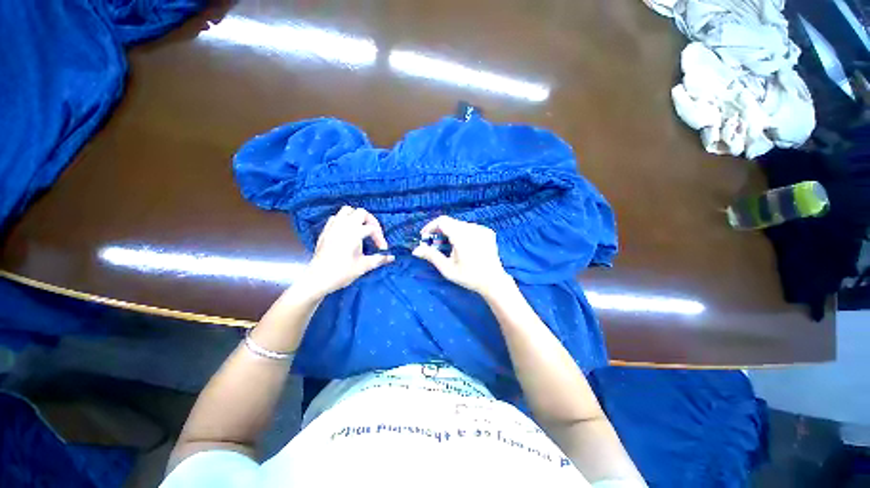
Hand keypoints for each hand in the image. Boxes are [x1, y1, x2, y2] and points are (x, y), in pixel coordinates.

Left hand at [301, 206, 393, 296]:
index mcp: (354, 232)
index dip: (380, 238)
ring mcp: (332, 227)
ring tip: (362, 229)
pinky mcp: (325, 231)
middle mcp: (343, 225)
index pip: (372, 228)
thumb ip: (379, 259)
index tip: (383, 249)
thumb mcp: (364, 266)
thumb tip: (392, 257)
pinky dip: (344, 221)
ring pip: (346, 211)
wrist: (318, 279)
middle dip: (371, 222)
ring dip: (357, 217)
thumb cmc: (342, 272)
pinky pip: (336, 218)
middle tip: (374, 234)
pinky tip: (347, 233)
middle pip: (361, 213)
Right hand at [412, 216, 513, 295]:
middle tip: (434, 244)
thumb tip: (415, 249)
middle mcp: (472, 228)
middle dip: (439, 231)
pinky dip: (462, 233)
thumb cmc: (469, 276)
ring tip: (448, 247)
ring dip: (450, 232)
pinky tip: (463, 246)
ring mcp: (482, 229)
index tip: (424, 237)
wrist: (493, 281)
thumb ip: (431, 256)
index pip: (442, 221)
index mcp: (462, 236)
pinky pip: (470, 228)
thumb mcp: (447, 268)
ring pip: (460, 224)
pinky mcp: (488, 232)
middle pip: (451, 222)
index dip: (430, 226)